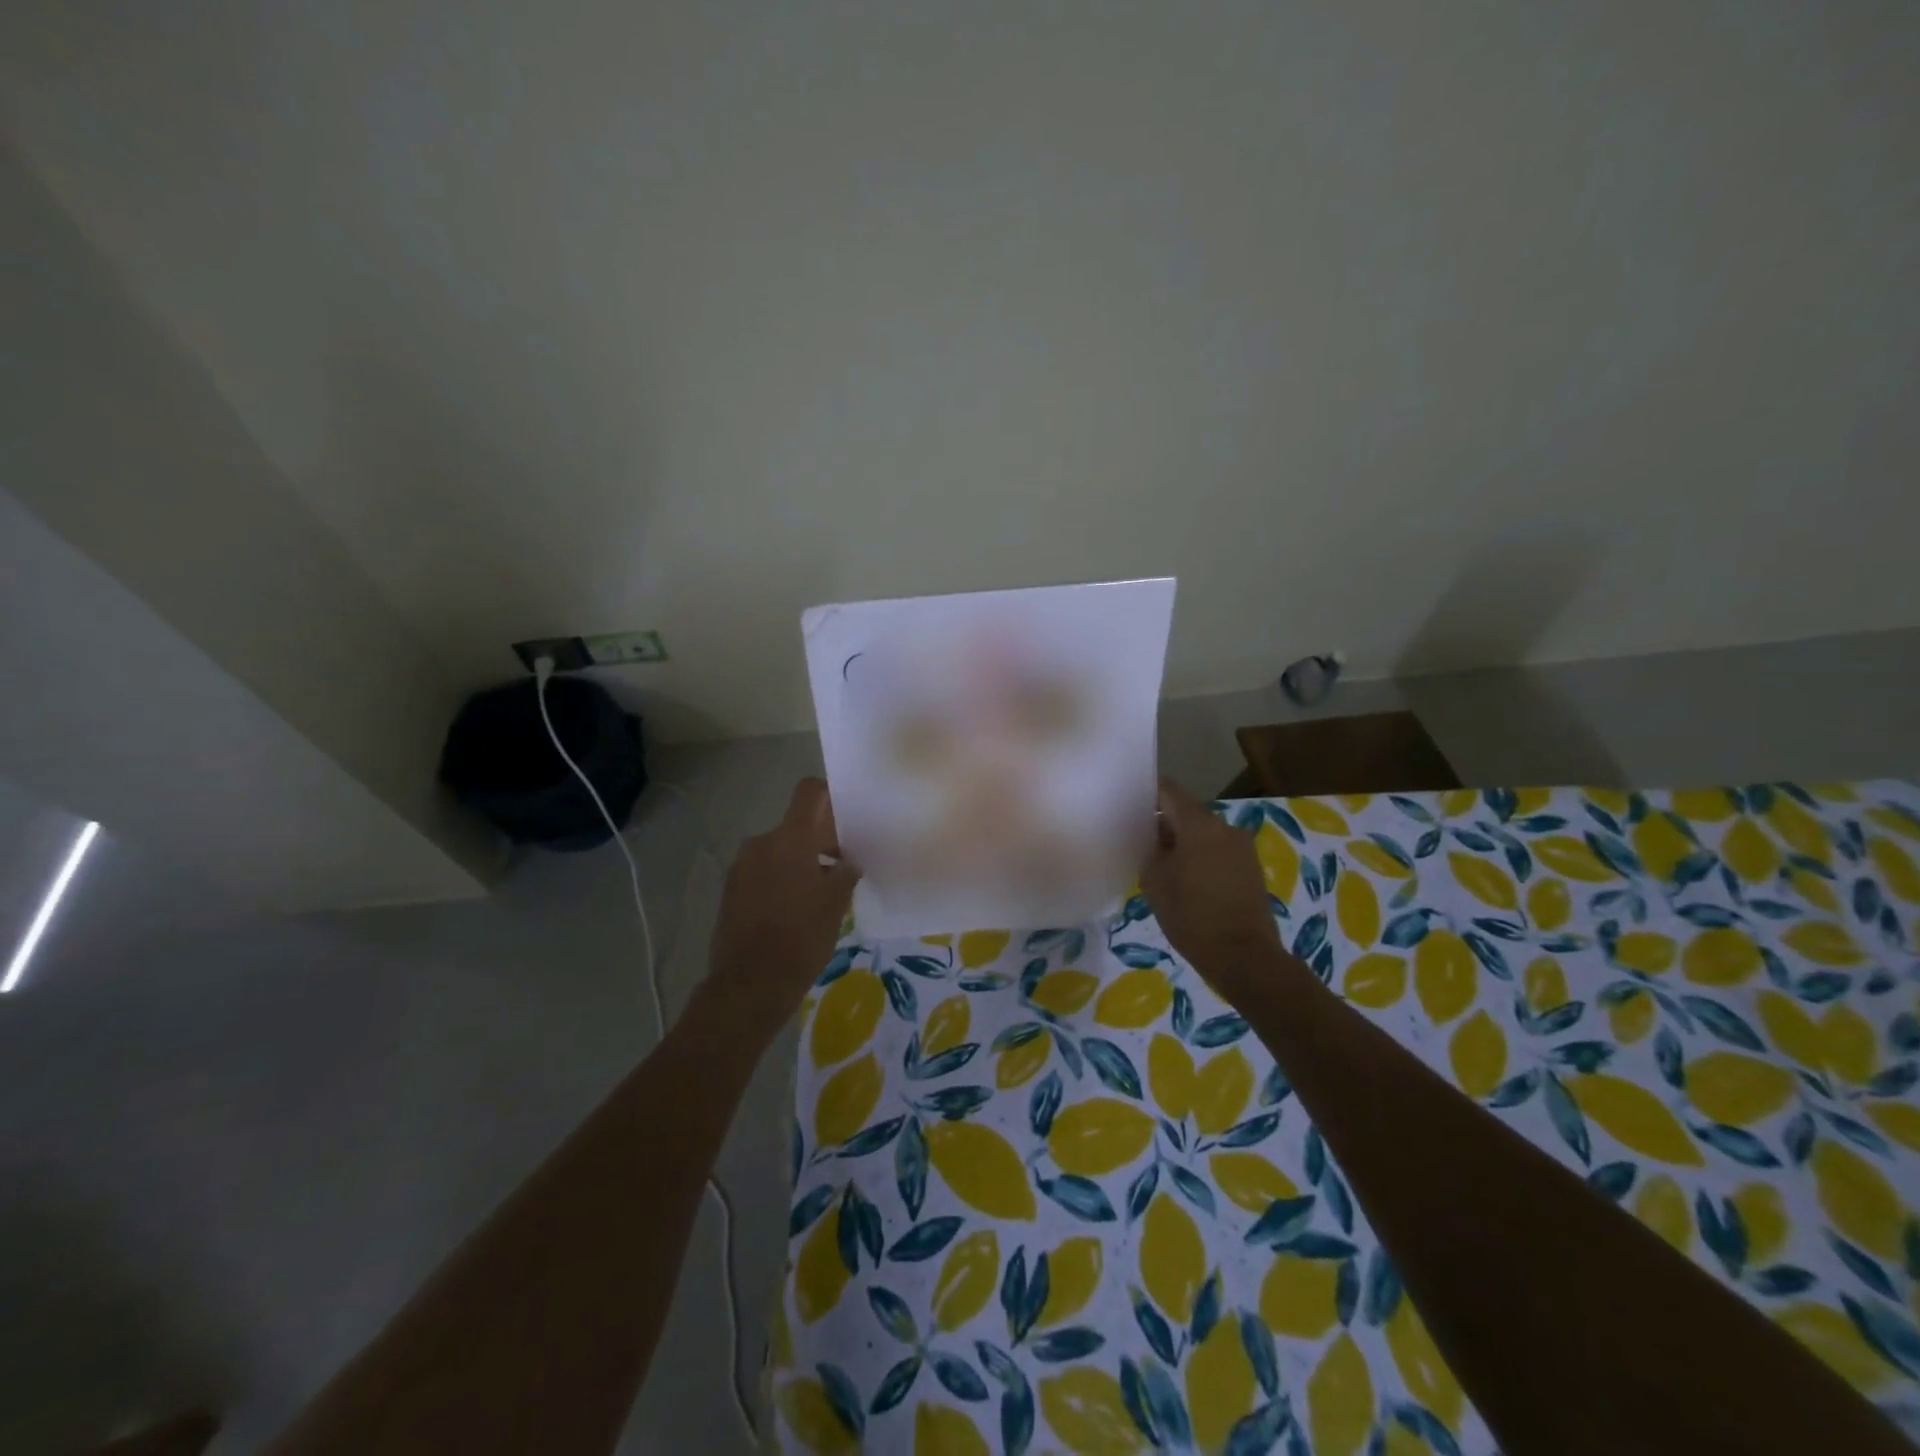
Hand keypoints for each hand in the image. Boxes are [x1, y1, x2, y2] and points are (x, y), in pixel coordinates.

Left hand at [706, 778, 859, 1031]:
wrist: (750, 984)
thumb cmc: (801, 937)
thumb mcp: (836, 902)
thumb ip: (846, 871)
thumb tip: (848, 860)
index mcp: (790, 839)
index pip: (809, 792)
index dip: (829, 796)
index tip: (848, 816)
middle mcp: (761, 843)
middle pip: (797, 826)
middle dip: (821, 840)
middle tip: (845, 865)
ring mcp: (742, 867)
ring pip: (780, 851)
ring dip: (801, 862)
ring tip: (822, 893)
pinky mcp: (732, 891)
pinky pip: (764, 872)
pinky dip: (782, 880)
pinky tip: (797, 909)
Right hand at [1140, 778, 1281, 993]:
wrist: (1244, 957)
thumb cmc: (1192, 916)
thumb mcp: (1155, 881)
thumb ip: (1149, 849)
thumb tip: (1151, 837)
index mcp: (1199, 824)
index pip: (1168, 790)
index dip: (1146, 793)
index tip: (1127, 803)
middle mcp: (1224, 827)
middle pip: (1186, 812)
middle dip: (1163, 823)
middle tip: (1138, 841)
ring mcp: (1242, 847)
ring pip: (1203, 833)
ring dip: (1183, 842)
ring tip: (1161, 865)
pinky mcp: (1250, 867)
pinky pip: (1218, 850)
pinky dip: (1200, 857)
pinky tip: (1186, 880)